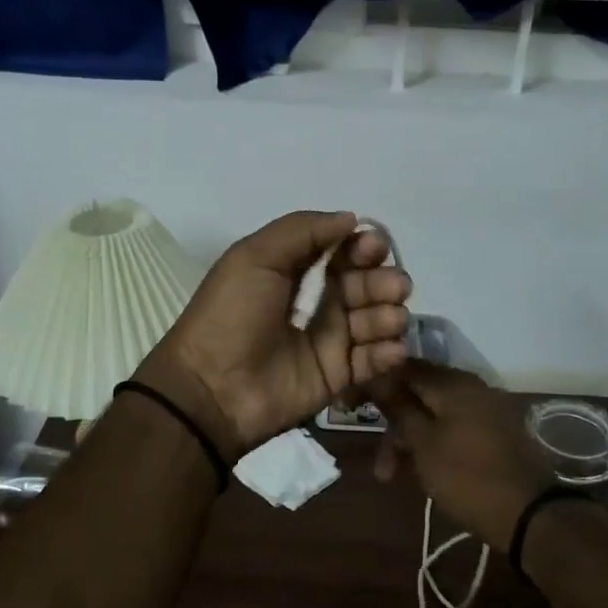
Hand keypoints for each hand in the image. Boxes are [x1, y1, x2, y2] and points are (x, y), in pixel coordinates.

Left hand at [136, 211, 411, 458]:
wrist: (212, 387)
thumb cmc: (231, 314)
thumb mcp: (255, 256)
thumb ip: (302, 230)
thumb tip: (351, 219)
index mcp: (294, 271)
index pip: (342, 252)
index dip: (362, 247)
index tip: (374, 248)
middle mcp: (317, 302)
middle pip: (365, 284)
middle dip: (383, 281)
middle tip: (395, 287)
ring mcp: (329, 341)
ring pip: (375, 320)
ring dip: (389, 314)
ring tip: (390, 319)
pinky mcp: (337, 377)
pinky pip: (373, 361)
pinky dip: (388, 352)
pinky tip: (391, 348)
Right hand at [365, 362, 551, 552]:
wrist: (530, 514)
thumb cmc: (467, 477)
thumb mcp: (424, 444)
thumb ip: (399, 407)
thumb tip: (377, 375)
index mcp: (453, 382)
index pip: (403, 368)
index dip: (375, 384)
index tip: (351, 406)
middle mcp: (471, 386)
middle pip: (419, 393)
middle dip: (394, 425)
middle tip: (380, 464)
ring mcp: (487, 408)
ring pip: (436, 414)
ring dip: (412, 440)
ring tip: (395, 475)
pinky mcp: (496, 431)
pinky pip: (455, 427)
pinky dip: (435, 443)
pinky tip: (425, 470)